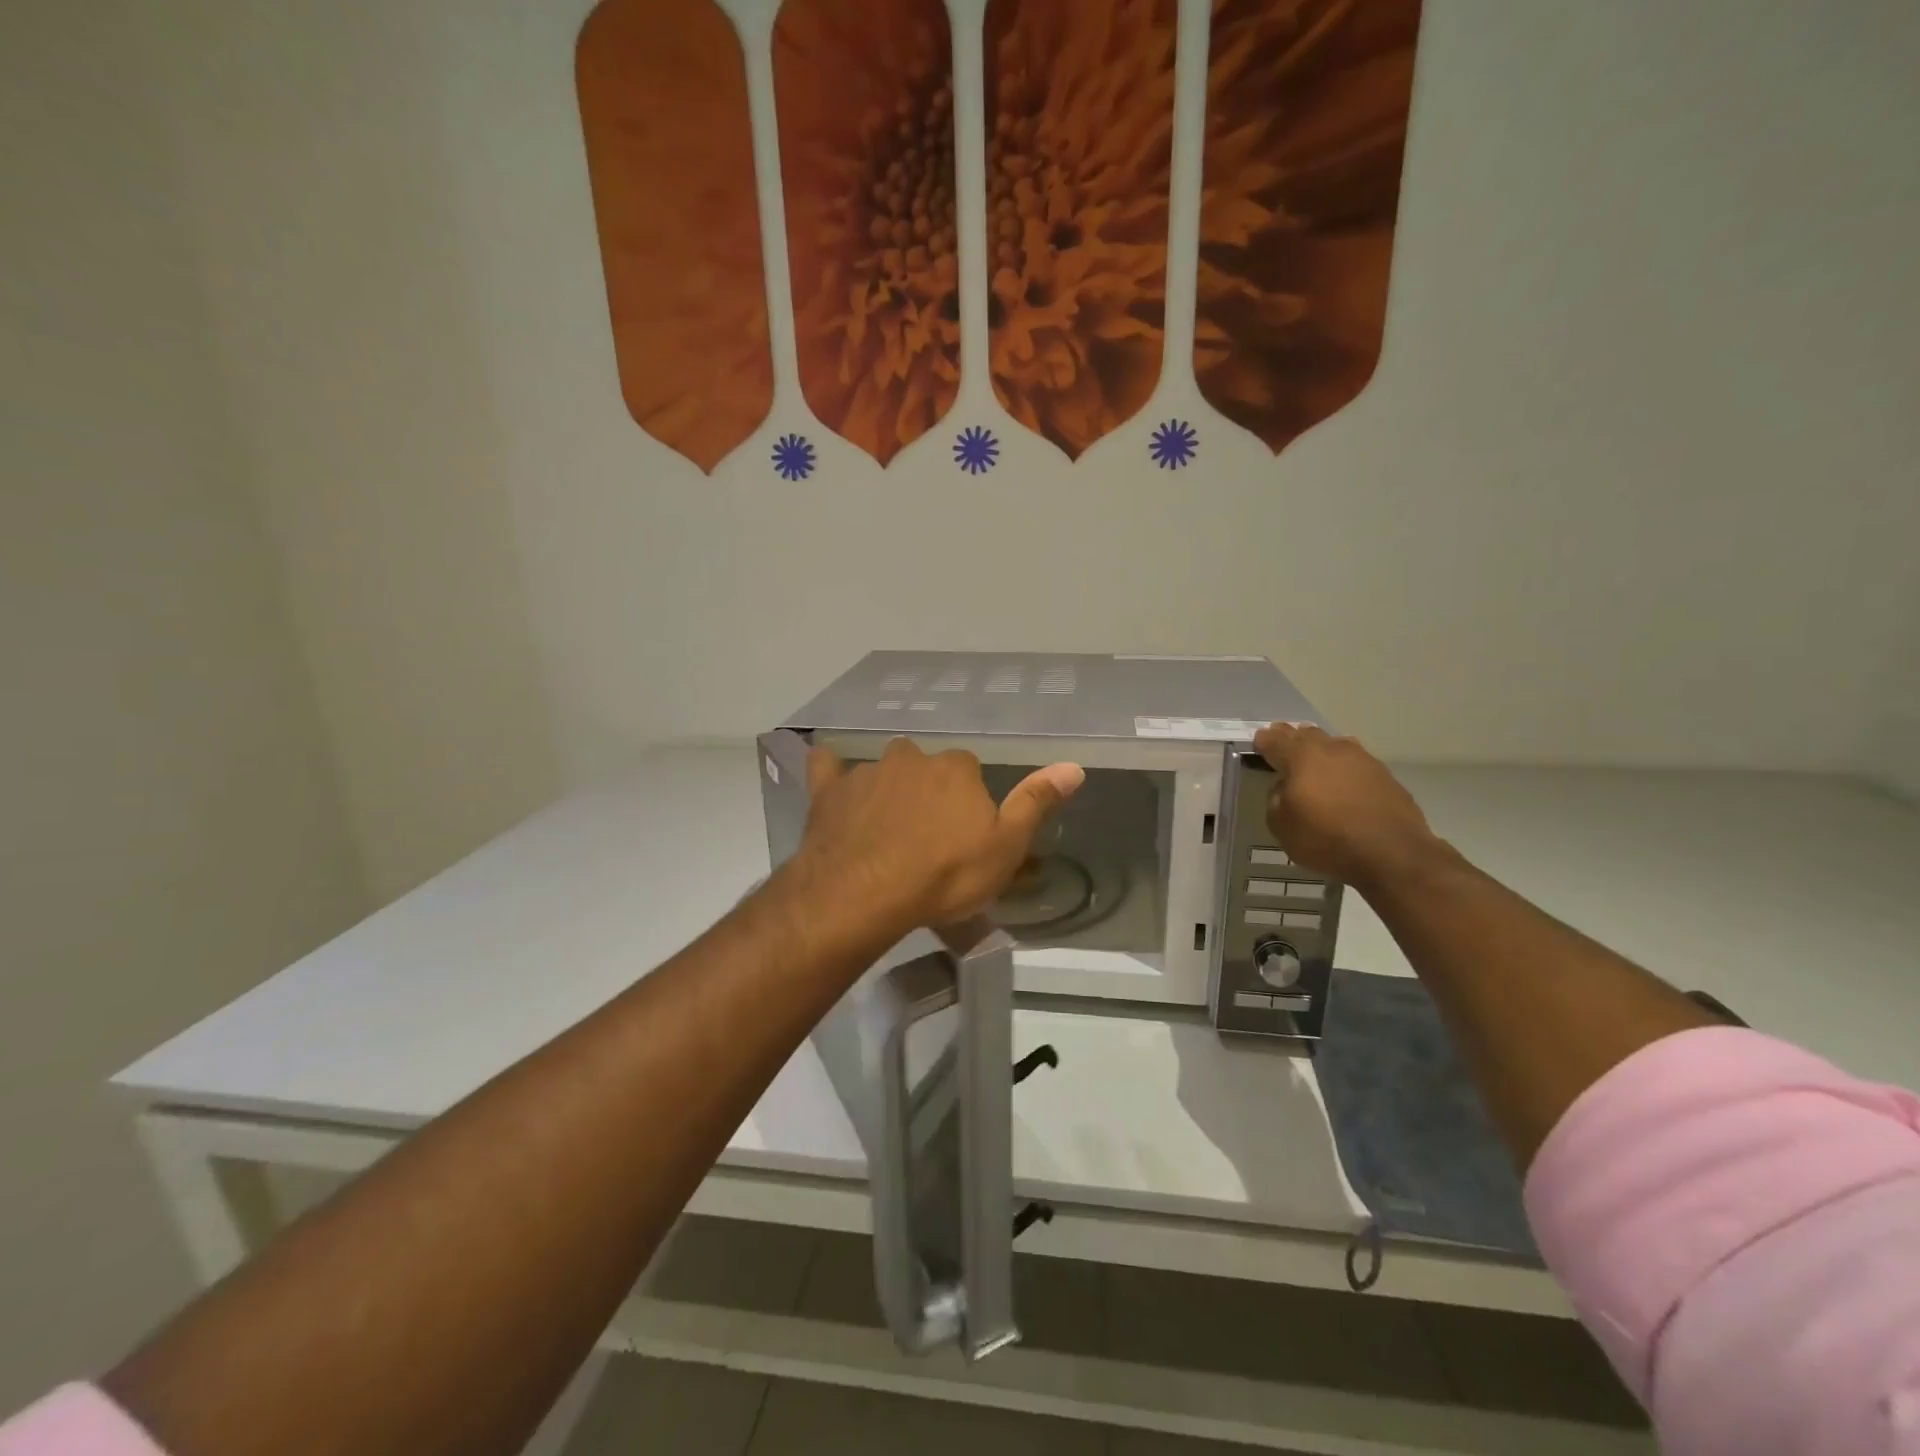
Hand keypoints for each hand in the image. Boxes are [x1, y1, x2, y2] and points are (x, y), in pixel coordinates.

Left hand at [792, 739, 1084, 938]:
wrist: (865, 895)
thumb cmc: (944, 875)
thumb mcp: (1006, 847)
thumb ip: (1036, 802)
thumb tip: (1074, 766)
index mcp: (956, 768)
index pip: (969, 773)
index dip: (968, 804)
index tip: (964, 837)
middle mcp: (912, 757)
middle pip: (926, 769)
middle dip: (928, 794)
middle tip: (926, 838)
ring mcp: (867, 771)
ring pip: (884, 772)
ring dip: (888, 791)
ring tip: (884, 833)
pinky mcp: (829, 790)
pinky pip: (827, 769)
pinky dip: (831, 772)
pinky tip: (830, 779)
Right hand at [1253, 722, 1435, 890]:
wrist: (1392, 853)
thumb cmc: (1327, 838)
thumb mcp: (1281, 826)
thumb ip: (1275, 800)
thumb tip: (1284, 788)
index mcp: (1301, 757)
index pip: (1276, 740)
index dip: (1265, 740)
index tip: (1259, 741)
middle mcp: (1332, 750)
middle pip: (1307, 734)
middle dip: (1293, 737)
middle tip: (1283, 743)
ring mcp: (1363, 761)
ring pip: (1335, 745)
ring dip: (1322, 750)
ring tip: (1315, 760)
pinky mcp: (1386, 777)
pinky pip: (1357, 764)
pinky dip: (1344, 769)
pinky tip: (1343, 783)